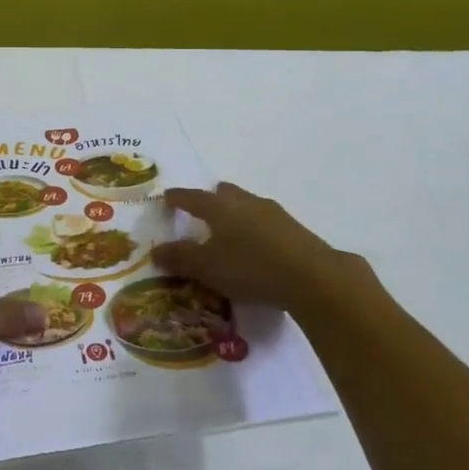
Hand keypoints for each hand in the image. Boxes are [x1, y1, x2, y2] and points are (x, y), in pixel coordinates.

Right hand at [151, 182, 371, 312]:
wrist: (312, 277)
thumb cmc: (250, 267)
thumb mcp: (207, 267)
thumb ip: (180, 258)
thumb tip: (156, 250)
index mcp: (219, 207)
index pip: (191, 197)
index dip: (177, 198)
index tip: (166, 198)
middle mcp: (245, 202)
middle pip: (224, 193)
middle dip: (211, 199)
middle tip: (202, 211)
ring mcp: (274, 213)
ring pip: (248, 205)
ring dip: (236, 214)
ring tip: (230, 232)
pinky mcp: (295, 230)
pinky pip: (266, 222)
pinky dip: (256, 230)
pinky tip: (258, 248)